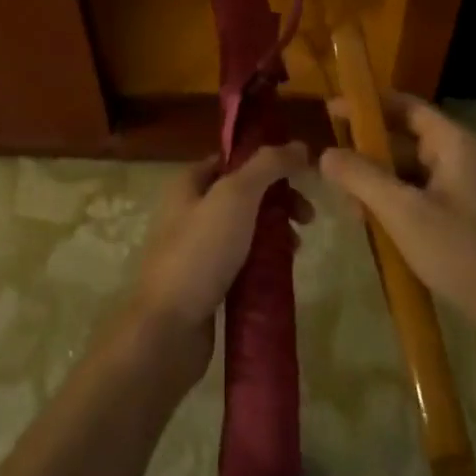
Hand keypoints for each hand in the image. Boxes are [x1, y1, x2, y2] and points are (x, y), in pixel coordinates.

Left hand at [131, 143, 310, 365]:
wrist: (167, 330)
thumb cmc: (200, 253)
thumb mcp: (236, 197)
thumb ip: (268, 166)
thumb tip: (299, 145)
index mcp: (188, 184)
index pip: (233, 159)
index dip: (267, 162)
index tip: (301, 175)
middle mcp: (188, 211)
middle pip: (244, 195)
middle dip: (279, 201)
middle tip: (307, 218)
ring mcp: (196, 250)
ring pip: (245, 230)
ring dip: (275, 233)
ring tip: (296, 249)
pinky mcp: (206, 285)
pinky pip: (241, 263)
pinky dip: (264, 263)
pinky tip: (282, 273)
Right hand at [319, 94, 475, 382]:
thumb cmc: (460, 252)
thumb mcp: (402, 212)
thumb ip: (361, 177)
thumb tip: (324, 153)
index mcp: (453, 143)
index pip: (405, 105)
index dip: (367, 105)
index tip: (329, 112)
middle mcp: (460, 156)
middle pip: (404, 137)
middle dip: (366, 150)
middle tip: (329, 166)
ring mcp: (462, 186)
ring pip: (408, 169)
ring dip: (376, 180)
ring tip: (347, 204)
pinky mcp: (461, 214)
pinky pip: (418, 194)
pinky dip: (393, 201)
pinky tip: (371, 223)